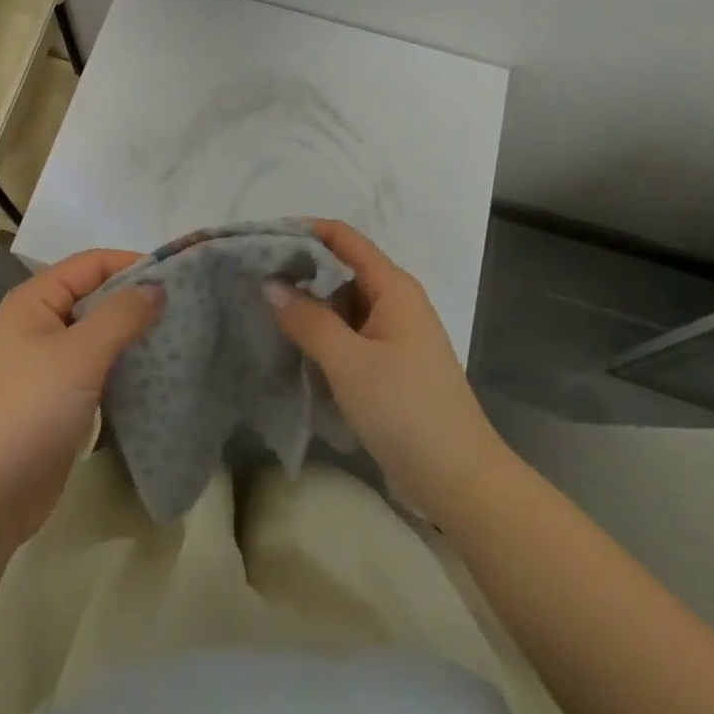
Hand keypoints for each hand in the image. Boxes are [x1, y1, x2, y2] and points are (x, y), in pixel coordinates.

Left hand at [0, 249, 162, 543]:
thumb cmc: (30, 410)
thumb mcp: (80, 354)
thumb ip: (121, 315)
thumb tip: (156, 287)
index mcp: (35, 300)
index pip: (91, 263)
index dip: (132, 264)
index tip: (177, 277)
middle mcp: (38, 322)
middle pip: (94, 295)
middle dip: (135, 299)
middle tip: (183, 309)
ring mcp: (45, 362)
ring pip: (97, 333)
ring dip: (131, 333)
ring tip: (175, 337)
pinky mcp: (55, 396)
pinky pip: (95, 366)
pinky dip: (121, 364)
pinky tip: (152, 372)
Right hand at [268, 220, 504, 520]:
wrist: (461, 483)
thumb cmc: (406, 411)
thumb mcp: (349, 362)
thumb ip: (307, 320)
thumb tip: (270, 284)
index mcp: (393, 287)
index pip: (344, 237)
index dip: (304, 230)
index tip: (262, 238)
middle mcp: (395, 302)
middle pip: (342, 267)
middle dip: (300, 268)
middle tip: (253, 275)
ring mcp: (393, 335)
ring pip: (343, 304)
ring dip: (308, 303)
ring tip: (262, 305)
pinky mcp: (389, 366)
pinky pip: (348, 334)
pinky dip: (321, 333)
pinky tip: (291, 343)